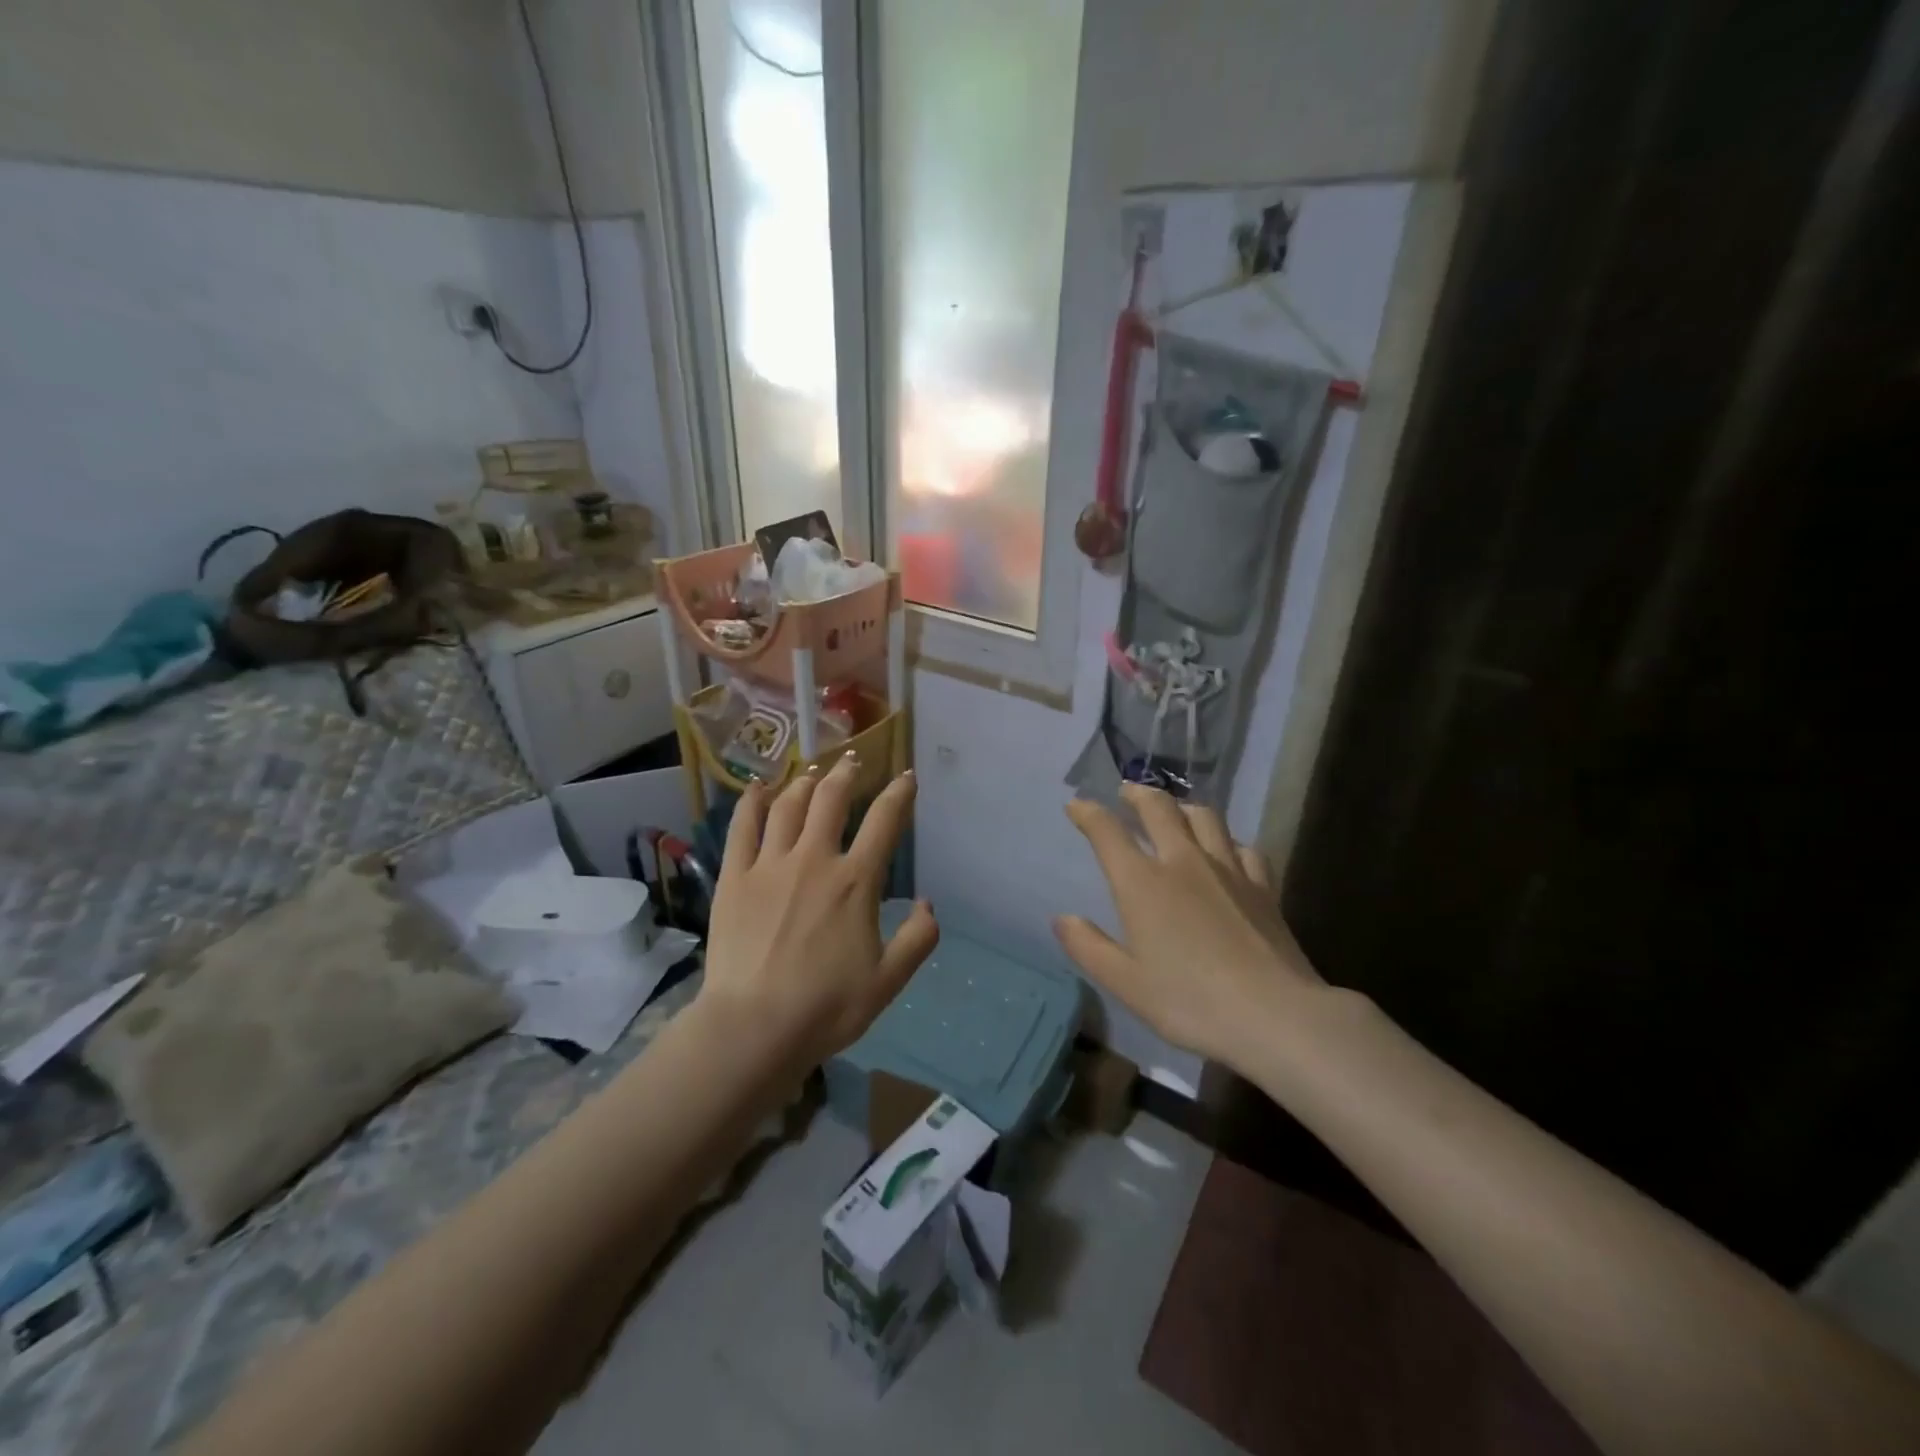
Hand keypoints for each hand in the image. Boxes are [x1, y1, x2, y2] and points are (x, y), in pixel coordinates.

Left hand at [698, 754, 937, 1067]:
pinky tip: (758, 788)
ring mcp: (769, 864)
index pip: (884, 822)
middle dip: (846, 774)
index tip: (906, 777)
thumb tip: (928, 903)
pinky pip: (742, 827)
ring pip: (788, 806)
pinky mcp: (734, 877)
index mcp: (855, 881)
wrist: (754, 1027)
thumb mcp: (889, 980)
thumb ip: (918, 939)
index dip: (899, 793)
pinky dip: (752, 801)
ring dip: (804, 782)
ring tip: (812, 772)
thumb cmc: (826, 1006)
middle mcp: (814, 859)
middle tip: (853, 761)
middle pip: (831, 799)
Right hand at [1054, 784, 1323, 1070]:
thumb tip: (1062, 918)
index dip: (1087, 813)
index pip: (1107, 832)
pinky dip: (1227, 840)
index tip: (1076, 805)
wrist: (1275, 1015)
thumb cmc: (1190, 1002)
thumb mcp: (1125, 984)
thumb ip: (1088, 947)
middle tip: (1127, 792)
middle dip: (1137, 794)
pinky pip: (1242, 846)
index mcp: (1142, 883)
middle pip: (1159, 808)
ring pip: (1204, 817)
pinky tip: (1226, 851)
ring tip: (1174, 811)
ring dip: (1182, 807)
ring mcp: (1228, 869)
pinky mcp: (1262, 886)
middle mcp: (1183, 862)